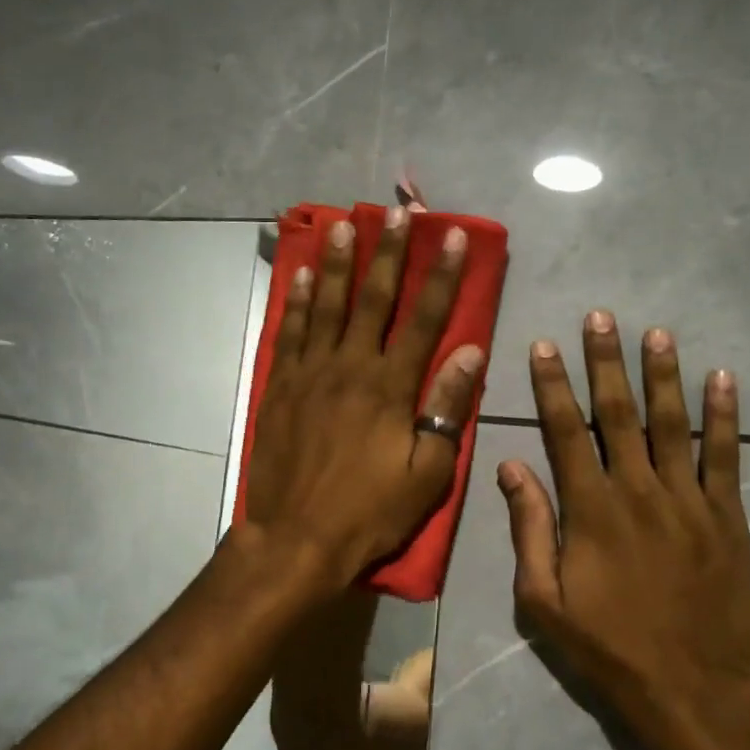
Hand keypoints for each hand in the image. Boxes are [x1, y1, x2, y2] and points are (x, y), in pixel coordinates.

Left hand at [245, 208, 486, 588]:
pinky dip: (296, 302)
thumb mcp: (426, 472)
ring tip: (344, 224)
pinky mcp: (280, 387)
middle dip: (388, 252)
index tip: (451, 236)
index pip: (424, 319)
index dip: (440, 276)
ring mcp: (309, 373)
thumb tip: (470, 352)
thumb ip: (446, 408)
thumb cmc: (369, 511)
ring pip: (326, 305)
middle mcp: (349, 367)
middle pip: (372, 298)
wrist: (295, 539)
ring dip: (337, 262)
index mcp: (390, 387)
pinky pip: (289, 333)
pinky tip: (301, 276)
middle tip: (396, 210)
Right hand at [498, 312, 749, 749]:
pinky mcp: (727, 517)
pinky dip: (726, 416)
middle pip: (619, 413)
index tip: (545, 345)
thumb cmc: (606, 645)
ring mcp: (688, 500)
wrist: (690, 689)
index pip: (566, 431)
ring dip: (663, 375)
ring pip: (674, 423)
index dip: (553, 385)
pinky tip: (723, 379)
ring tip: (656, 332)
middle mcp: (638, 490)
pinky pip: (727, 457)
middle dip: (606, 362)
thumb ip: (529, 528)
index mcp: (590, 509)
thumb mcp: (543, 599)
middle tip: (601, 317)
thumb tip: (511, 467)